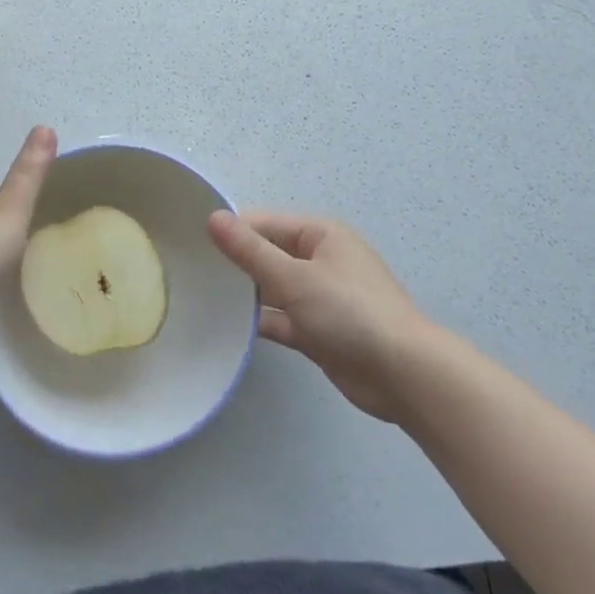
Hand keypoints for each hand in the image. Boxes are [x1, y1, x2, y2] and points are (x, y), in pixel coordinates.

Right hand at [208, 211, 432, 423]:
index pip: (264, 223)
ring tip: (201, 299)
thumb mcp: (294, 277)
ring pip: (274, 289)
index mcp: (319, 235)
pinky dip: (261, 323)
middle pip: (268, 255)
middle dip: (235, 263)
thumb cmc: (349, 312)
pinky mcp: (319, 332)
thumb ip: (250, 251)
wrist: (403, 375)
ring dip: (246, 295)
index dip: (231, 232)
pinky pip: (282, 319)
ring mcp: (320, 298)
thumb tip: (213, 218)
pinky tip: (228, 329)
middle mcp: (320, 260)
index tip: (192, 245)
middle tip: (191, 273)